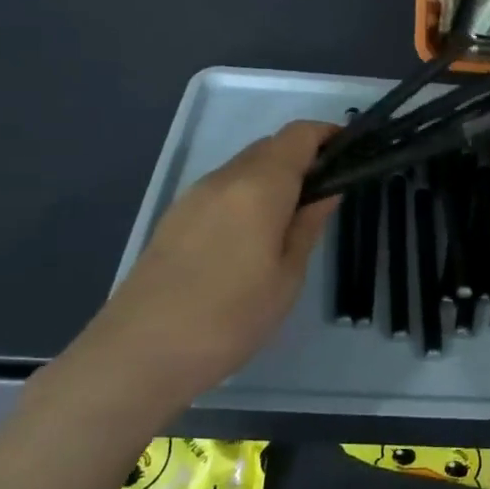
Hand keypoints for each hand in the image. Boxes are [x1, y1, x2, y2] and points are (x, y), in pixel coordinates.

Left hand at [68, 120, 339, 411]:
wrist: (140, 353)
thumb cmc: (230, 317)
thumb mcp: (287, 276)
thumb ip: (308, 225)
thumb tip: (326, 191)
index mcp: (258, 185)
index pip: (298, 135)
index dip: (327, 135)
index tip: (349, 156)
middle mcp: (224, 178)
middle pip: (270, 146)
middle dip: (302, 158)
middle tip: (324, 196)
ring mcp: (194, 196)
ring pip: (244, 167)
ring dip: (274, 178)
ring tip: (291, 221)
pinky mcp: (175, 217)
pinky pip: (223, 189)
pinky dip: (247, 195)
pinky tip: (252, 237)